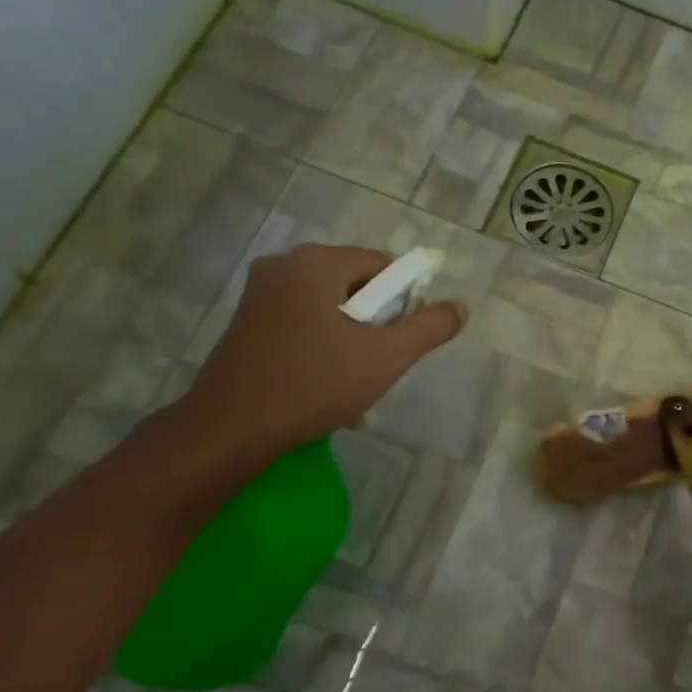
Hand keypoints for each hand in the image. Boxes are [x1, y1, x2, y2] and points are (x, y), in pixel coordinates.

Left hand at [184, 244, 465, 460]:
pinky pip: (303, 322)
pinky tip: (327, 387)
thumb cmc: (313, 385)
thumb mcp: (385, 358)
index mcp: (316, 263)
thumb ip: (429, 328)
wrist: (231, 428)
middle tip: (379, 367)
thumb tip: (460, 306)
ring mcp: (260, 292)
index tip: (402, 341)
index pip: (383, 266)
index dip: (404, 302)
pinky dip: (323, 347)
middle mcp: (284, 265)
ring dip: (352, 342)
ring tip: (355, 387)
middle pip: (356, 286)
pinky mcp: (247, 319)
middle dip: (376, 326)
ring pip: (330, 308)